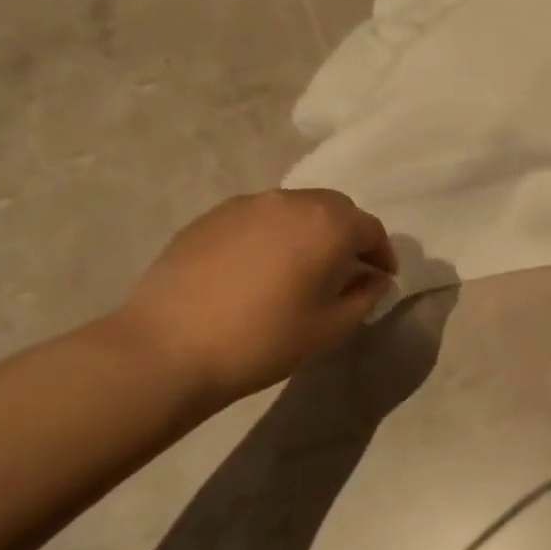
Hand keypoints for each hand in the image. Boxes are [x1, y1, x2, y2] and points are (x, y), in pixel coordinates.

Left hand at [114, 189, 397, 406]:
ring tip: (302, 267)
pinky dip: (273, 234)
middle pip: (334, 209)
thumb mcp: (329, 328)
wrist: (168, 348)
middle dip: (348, 235)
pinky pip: (258, 218)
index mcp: (327, 225)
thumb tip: (375, 279)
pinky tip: (260, 268)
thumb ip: (364, 296)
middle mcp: (291, 201)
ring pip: (294, 209)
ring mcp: (247, 204)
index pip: (370, 228)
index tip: (382, 278)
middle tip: (346, 269)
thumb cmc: (263, 340)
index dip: (382, 253)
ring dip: (310, 231)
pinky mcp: (211, 217)